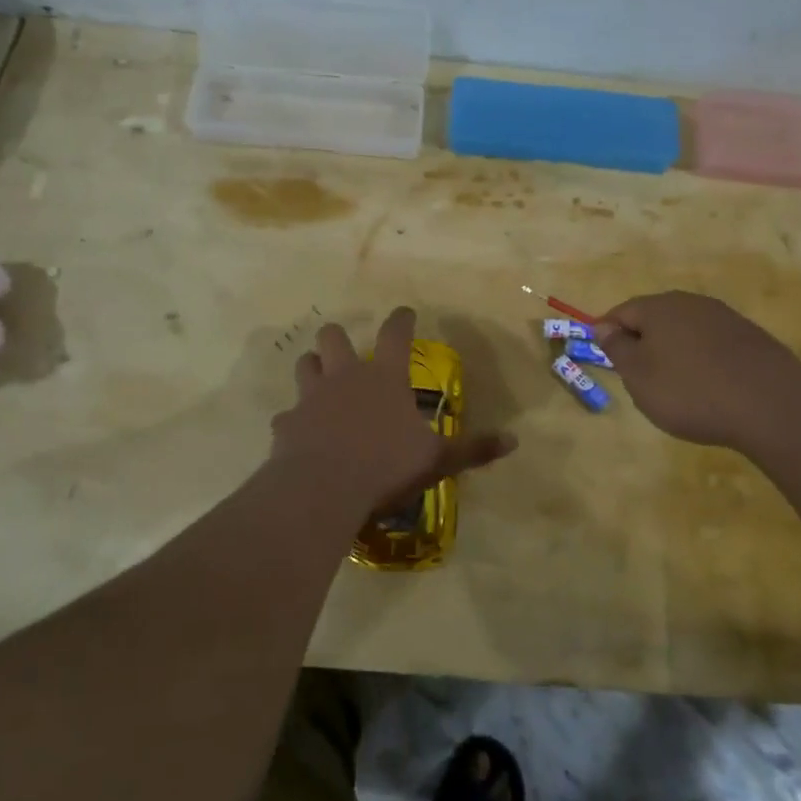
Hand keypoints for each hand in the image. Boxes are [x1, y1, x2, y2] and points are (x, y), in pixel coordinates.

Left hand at [269, 307, 515, 512]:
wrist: (322, 489)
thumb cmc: (386, 466)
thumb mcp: (438, 460)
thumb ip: (474, 449)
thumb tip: (514, 441)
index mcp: (384, 378)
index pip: (395, 334)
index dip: (401, 319)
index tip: (404, 312)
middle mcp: (345, 377)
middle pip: (333, 337)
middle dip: (338, 337)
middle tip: (346, 349)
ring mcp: (311, 397)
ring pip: (305, 364)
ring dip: (312, 367)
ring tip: (319, 376)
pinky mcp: (287, 423)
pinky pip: (288, 414)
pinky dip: (295, 420)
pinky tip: (300, 433)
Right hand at [594, 291, 800, 451]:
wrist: (771, 405)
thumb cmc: (690, 391)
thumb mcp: (639, 376)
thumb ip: (617, 348)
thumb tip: (602, 326)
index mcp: (659, 307)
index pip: (621, 312)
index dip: (607, 334)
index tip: (604, 359)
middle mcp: (691, 303)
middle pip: (655, 318)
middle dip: (642, 342)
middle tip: (637, 377)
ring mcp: (725, 318)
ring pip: (685, 330)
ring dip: (673, 352)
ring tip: (673, 386)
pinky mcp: (750, 337)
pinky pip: (711, 344)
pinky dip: (701, 361)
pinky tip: (707, 387)